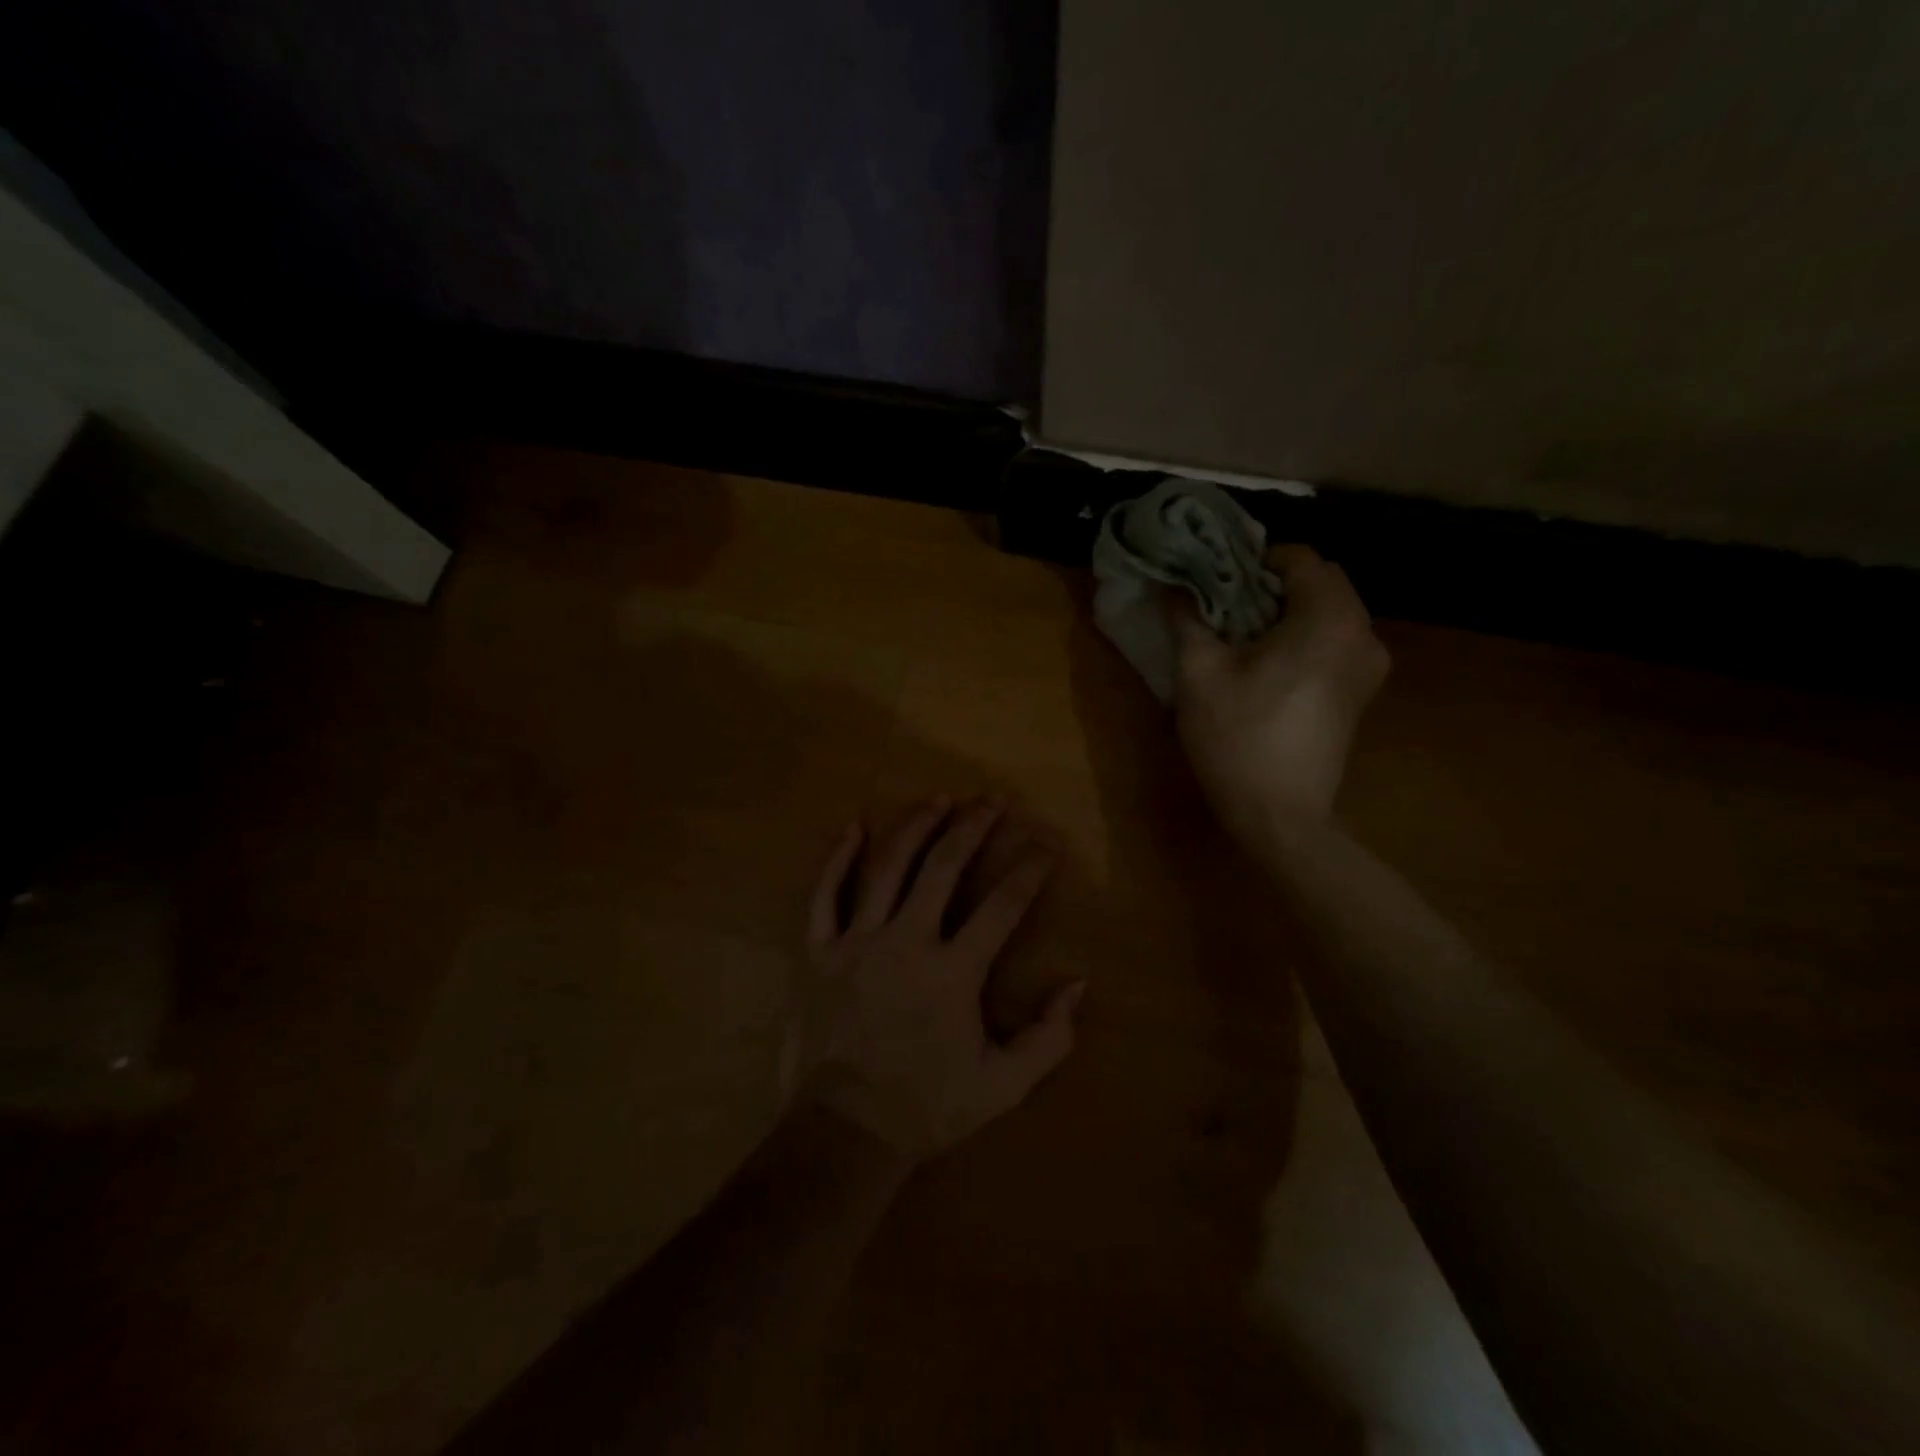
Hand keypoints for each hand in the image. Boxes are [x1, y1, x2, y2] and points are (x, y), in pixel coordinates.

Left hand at [797, 798, 1084, 1163]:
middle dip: (973, 828)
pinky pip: (825, 896)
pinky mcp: (820, 952)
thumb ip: (1049, 1037)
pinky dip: (836, 859)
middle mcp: (906, 942)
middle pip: (943, 868)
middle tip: (993, 800)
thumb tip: (1080, 984)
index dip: (1029, 870)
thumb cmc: (928, 1105)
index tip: (1046, 845)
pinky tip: (853, 826)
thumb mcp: (1003, 1084)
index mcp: (953, 971)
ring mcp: (857, 942)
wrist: (846, 1130)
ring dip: (915, 827)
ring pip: (887, 868)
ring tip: (938, 799)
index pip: (1002, 906)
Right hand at [1168, 545, 1389, 839]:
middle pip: (1321, 581)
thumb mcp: (1199, 674)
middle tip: (1226, 605)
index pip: (1299, 557)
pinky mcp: (1362, 691)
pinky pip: (1336, 639)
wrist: (1279, 814)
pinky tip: (1268, 663)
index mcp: (1328, 618)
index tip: (1218, 579)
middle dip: (1273, 583)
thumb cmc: (1237, 738)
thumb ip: (1187, 618)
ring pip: (1331, 610)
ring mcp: (1369, 664)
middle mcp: (1363, 631)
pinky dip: (1305, 635)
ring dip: (1289, 610)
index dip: (1255, 559)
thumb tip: (1169, 586)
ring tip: (1243, 634)